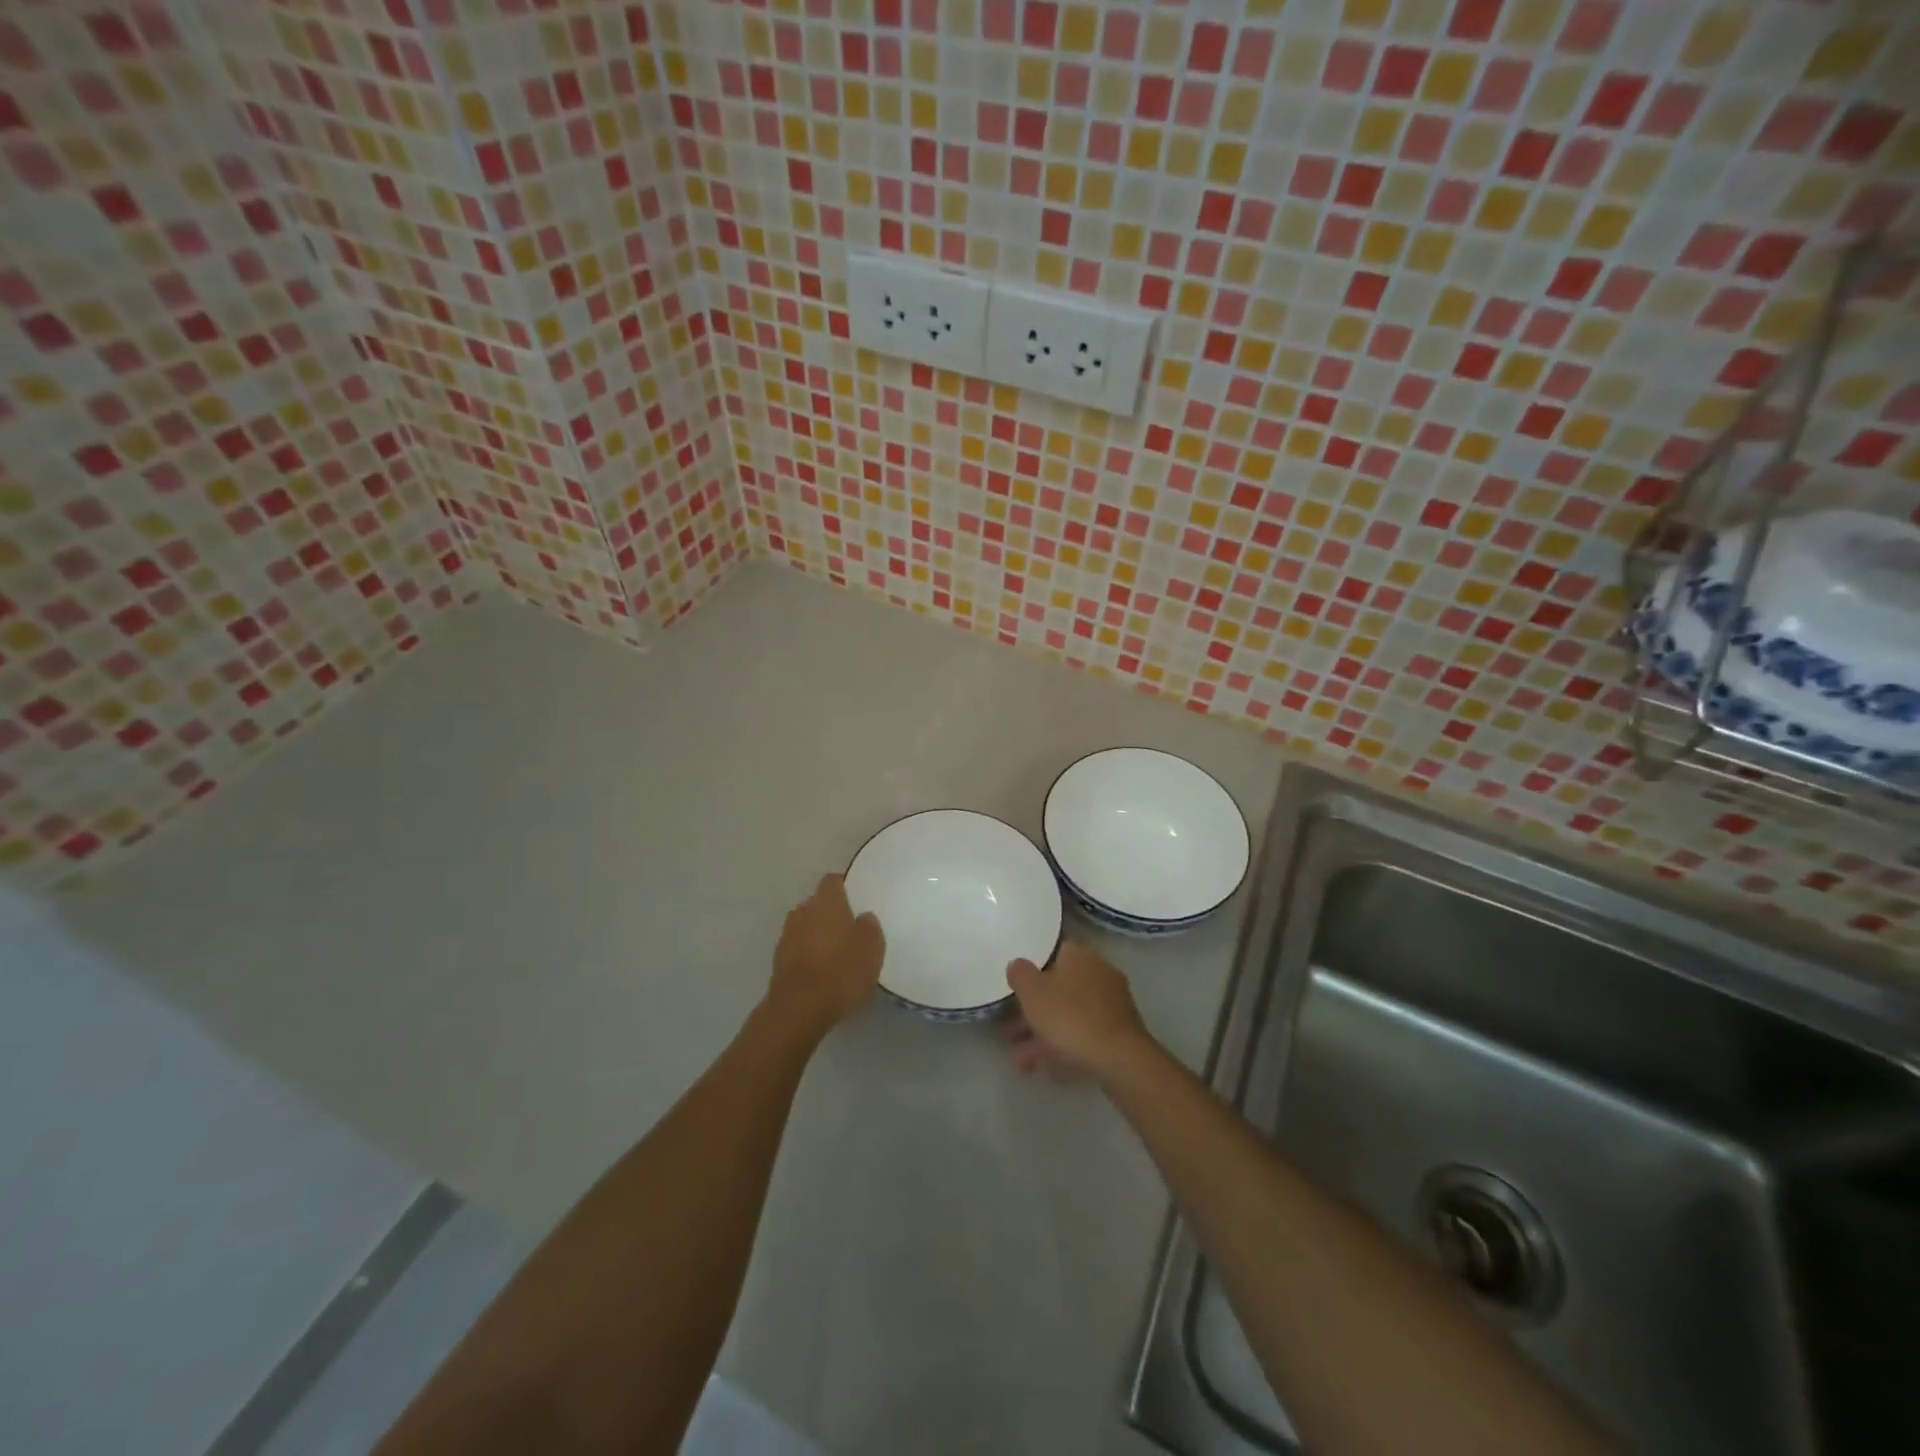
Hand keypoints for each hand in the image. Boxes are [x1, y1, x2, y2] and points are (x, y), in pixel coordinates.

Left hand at [765, 874, 884, 1039]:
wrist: (799, 1008)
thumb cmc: (842, 971)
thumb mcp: (871, 948)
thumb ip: (869, 927)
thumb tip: (863, 917)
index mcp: (827, 901)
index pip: (832, 881)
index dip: (843, 887)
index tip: (855, 898)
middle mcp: (803, 911)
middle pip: (817, 903)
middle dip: (829, 912)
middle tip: (848, 928)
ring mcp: (786, 935)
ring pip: (805, 926)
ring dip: (816, 933)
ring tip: (834, 952)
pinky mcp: (778, 960)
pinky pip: (797, 948)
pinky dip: (807, 954)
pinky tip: (820, 971)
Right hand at [1003, 941, 1152, 1079]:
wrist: (1119, 1059)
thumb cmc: (1070, 1017)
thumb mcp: (1032, 991)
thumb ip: (1020, 973)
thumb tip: (1019, 965)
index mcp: (1079, 955)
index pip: (1052, 952)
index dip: (1031, 968)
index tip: (1014, 986)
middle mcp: (1098, 973)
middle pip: (1058, 988)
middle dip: (1032, 1011)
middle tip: (1009, 1031)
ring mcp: (1111, 1004)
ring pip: (1069, 1015)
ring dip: (1042, 1034)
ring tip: (1019, 1060)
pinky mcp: (1118, 1033)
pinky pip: (1082, 1034)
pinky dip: (1062, 1047)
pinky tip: (1043, 1068)